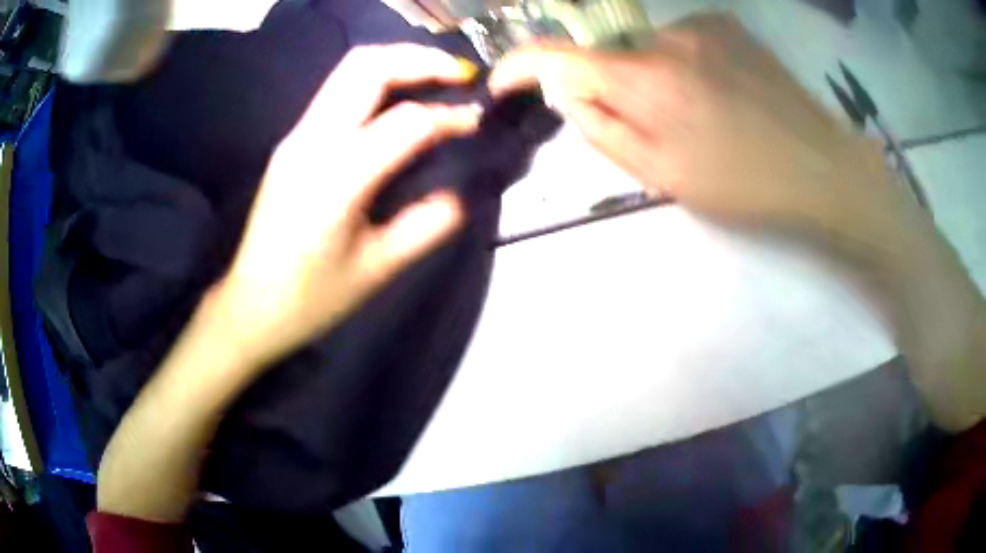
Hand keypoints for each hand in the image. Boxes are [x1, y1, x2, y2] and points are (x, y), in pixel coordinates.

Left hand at [213, 44, 481, 369]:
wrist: (252, 305)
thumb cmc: (314, 297)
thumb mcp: (379, 268)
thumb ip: (429, 224)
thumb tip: (463, 193)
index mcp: (338, 178)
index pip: (407, 122)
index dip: (450, 117)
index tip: (476, 124)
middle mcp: (313, 142)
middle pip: (368, 67)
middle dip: (421, 60)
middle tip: (460, 75)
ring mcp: (296, 136)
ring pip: (348, 69)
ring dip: (397, 63)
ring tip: (435, 78)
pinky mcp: (291, 141)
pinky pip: (337, 90)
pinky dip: (376, 81)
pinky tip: (397, 101)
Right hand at [495, 15, 985, 431]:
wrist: (825, 170)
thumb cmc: (747, 186)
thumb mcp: (665, 177)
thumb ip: (603, 130)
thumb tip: (566, 94)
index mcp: (647, 80)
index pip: (557, 56)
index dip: (521, 67)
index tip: (506, 83)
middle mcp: (667, 37)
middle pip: (610, 55)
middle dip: (613, 88)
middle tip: (653, 129)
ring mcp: (702, 25)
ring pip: (649, 49)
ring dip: (654, 78)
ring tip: (700, 117)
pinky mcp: (728, 26)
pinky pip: (682, 42)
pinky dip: (683, 65)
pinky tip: (720, 94)